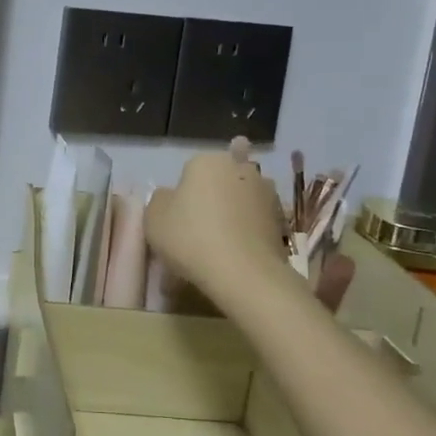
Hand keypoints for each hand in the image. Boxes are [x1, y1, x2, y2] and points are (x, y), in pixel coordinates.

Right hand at [146, 148, 289, 297]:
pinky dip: (247, 233)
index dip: (184, 193)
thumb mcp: (153, 217)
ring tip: (221, 244)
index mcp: (207, 161)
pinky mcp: (282, 221)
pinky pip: (255, 223)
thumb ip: (160, 199)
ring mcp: (266, 194)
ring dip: (234, 213)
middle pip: (221, 180)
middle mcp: (240, 169)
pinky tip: (236, 254)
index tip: (180, 216)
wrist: (243, 273)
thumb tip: (172, 196)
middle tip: (201, 226)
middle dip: (214, 196)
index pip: (191, 170)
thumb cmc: (190, 237)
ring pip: (242, 200)